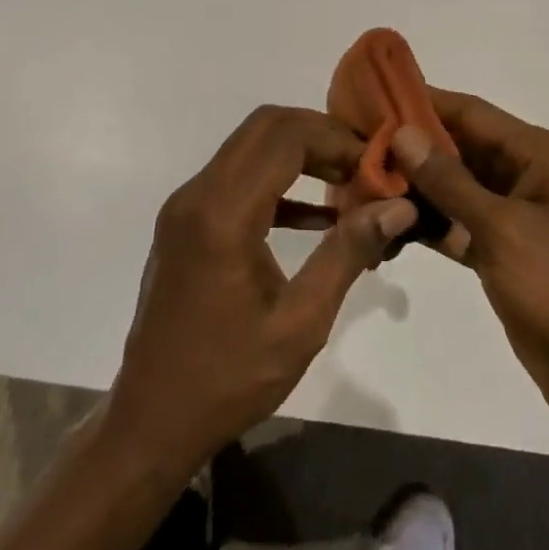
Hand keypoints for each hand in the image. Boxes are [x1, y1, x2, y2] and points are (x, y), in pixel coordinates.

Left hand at [106, 106, 418, 477]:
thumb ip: (348, 253)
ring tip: (349, 181)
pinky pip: (237, 179)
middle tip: (365, 165)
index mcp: (223, 214)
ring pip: (250, 146)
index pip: (285, 137)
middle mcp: (197, 194)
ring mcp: (186, 206)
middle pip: (265, 127)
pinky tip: (318, 215)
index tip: (377, 167)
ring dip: (300, 152)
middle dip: (320, 134)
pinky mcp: (186, 222)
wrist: (150, 422)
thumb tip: (398, 206)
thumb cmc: (227, 380)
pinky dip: (278, 181)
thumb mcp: (300, 323)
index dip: (336, 140)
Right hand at [392, 90, 548, 439]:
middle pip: (463, 148)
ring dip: (417, 189)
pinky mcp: (508, 251)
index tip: (373, 98)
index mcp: (545, 155)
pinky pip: (463, 224)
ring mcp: (521, 215)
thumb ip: (449, 181)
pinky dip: (431, 225)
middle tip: (356, 147)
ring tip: (361, 186)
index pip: (474, 113)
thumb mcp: (503, 230)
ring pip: (459, 188)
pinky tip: (388, 228)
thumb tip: (402, 132)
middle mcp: (534, 175)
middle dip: (413, 149)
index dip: (424, 103)